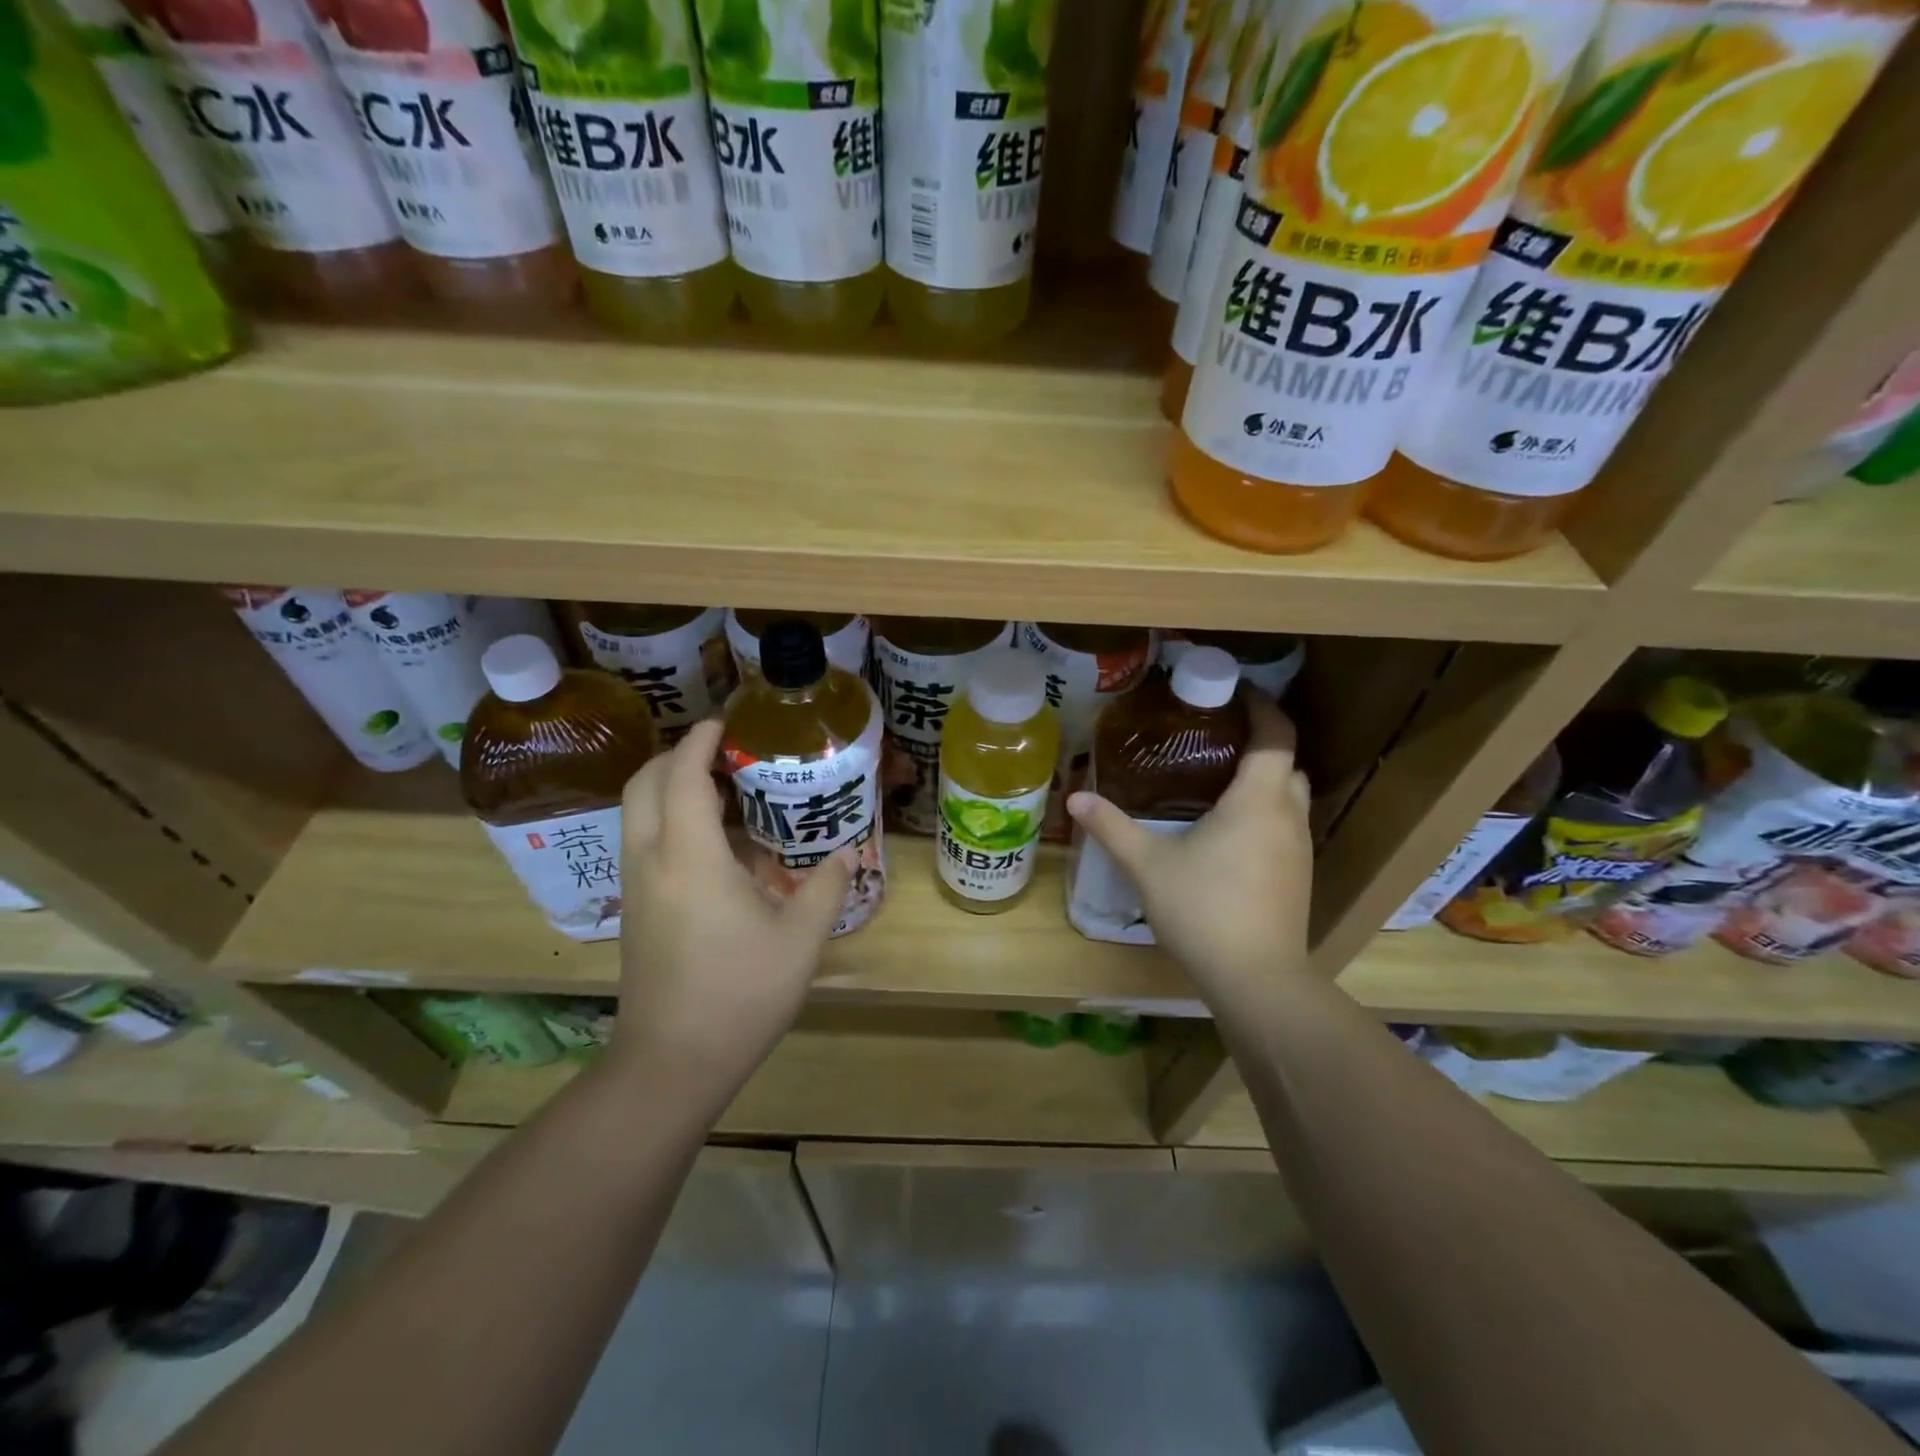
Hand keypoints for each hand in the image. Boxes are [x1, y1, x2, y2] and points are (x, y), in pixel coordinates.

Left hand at [606, 718, 852, 1108]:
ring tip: (724, 789)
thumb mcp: (800, 940)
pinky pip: (643, 841)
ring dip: (671, 786)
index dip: (701, 740)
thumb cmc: (740, 994)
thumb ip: (825, 887)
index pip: (684, 775)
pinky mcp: (634, 909)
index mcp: (689, 857)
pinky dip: (669, 818)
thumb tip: (847, 855)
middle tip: (725, 750)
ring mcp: (636, 887)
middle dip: (679, 755)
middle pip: (645, 783)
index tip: (726, 720)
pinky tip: (715, 844)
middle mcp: (651, 860)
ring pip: (637, 812)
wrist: (671, 1062)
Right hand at [1066, 693, 1312, 1014]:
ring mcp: (1300, 850)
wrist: (1257, 979)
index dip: (1262, 707)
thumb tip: (1075, 798)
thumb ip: (1111, 828)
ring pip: (1291, 798)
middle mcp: (1288, 817)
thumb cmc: (1203, 909)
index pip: (1275, 735)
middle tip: (1219, 738)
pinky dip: (1266, 815)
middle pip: (1288, 764)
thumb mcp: (1147, 865)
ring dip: (1266, 782)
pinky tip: (1231, 834)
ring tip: (1220, 782)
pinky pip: (1287, 828)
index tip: (1236, 692)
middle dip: (1262, 744)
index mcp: (1257, 800)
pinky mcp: (1299, 879)